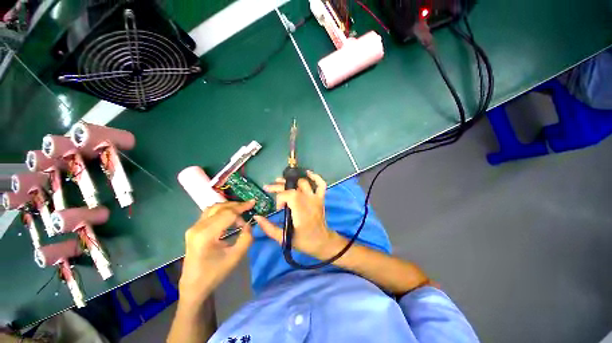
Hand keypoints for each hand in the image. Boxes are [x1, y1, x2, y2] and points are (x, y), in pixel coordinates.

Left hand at [179, 201, 254, 302]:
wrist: (193, 285)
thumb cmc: (215, 273)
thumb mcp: (235, 257)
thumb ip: (246, 238)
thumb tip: (248, 224)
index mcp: (206, 235)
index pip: (227, 214)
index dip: (242, 207)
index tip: (253, 203)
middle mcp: (198, 227)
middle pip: (220, 208)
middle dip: (236, 206)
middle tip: (249, 206)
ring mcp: (193, 227)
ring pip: (214, 208)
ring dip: (229, 207)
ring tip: (241, 209)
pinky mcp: (194, 229)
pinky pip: (209, 213)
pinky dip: (222, 211)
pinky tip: (230, 216)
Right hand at [256, 171, 342, 259]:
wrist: (322, 242)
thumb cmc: (303, 241)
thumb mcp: (284, 238)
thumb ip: (269, 228)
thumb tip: (256, 217)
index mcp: (301, 212)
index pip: (289, 195)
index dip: (280, 198)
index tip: (278, 208)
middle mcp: (309, 202)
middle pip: (294, 187)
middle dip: (279, 186)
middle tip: (268, 188)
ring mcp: (316, 199)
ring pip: (303, 183)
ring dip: (291, 181)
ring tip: (279, 181)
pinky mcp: (321, 198)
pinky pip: (321, 184)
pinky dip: (315, 177)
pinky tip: (307, 173)